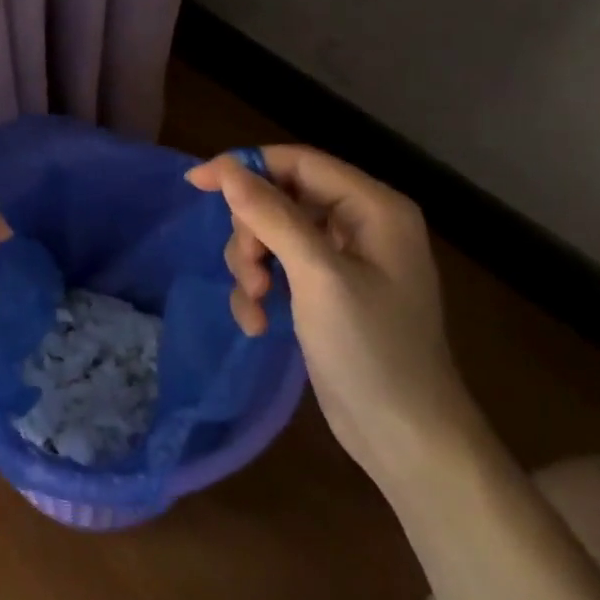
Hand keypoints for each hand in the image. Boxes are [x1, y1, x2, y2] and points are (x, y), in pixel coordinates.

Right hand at [186, 146, 481, 489]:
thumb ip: (272, 217)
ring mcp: (343, 261)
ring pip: (273, 235)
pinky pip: (279, 269)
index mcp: (373, 208)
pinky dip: (261, 291)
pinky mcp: (326, 292)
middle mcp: (360, 225)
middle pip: (281, 199)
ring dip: (252, 266)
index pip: (299, 162)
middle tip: (250, 271)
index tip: (195, 183)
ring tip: (256, 303)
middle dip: (253, 232)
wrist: (404, 436)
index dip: (246, 166)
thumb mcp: (317, 276)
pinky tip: (258, 323)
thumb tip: (226, 170)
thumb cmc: (371, 350)